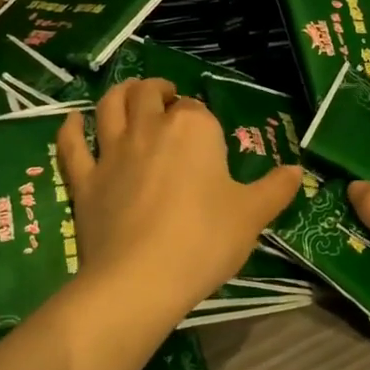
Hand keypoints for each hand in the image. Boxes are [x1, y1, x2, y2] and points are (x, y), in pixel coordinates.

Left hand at [56, 79, 301, 314]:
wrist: (141, 278)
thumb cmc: (204, 240)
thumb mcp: (252, 216)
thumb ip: (275, 189)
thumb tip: (297, 171)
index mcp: (194, 129)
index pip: (198, 109)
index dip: (202, 119)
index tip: (208, 136)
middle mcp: (150, 128)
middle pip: (149, 94)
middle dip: (159, 90)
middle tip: (167, 98)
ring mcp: (112, 152)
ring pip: (110, 106)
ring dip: (120, 93)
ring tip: (129, 94)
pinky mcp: (84, 179)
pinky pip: (72, 145)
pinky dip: (71, 128)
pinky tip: (74, 122)